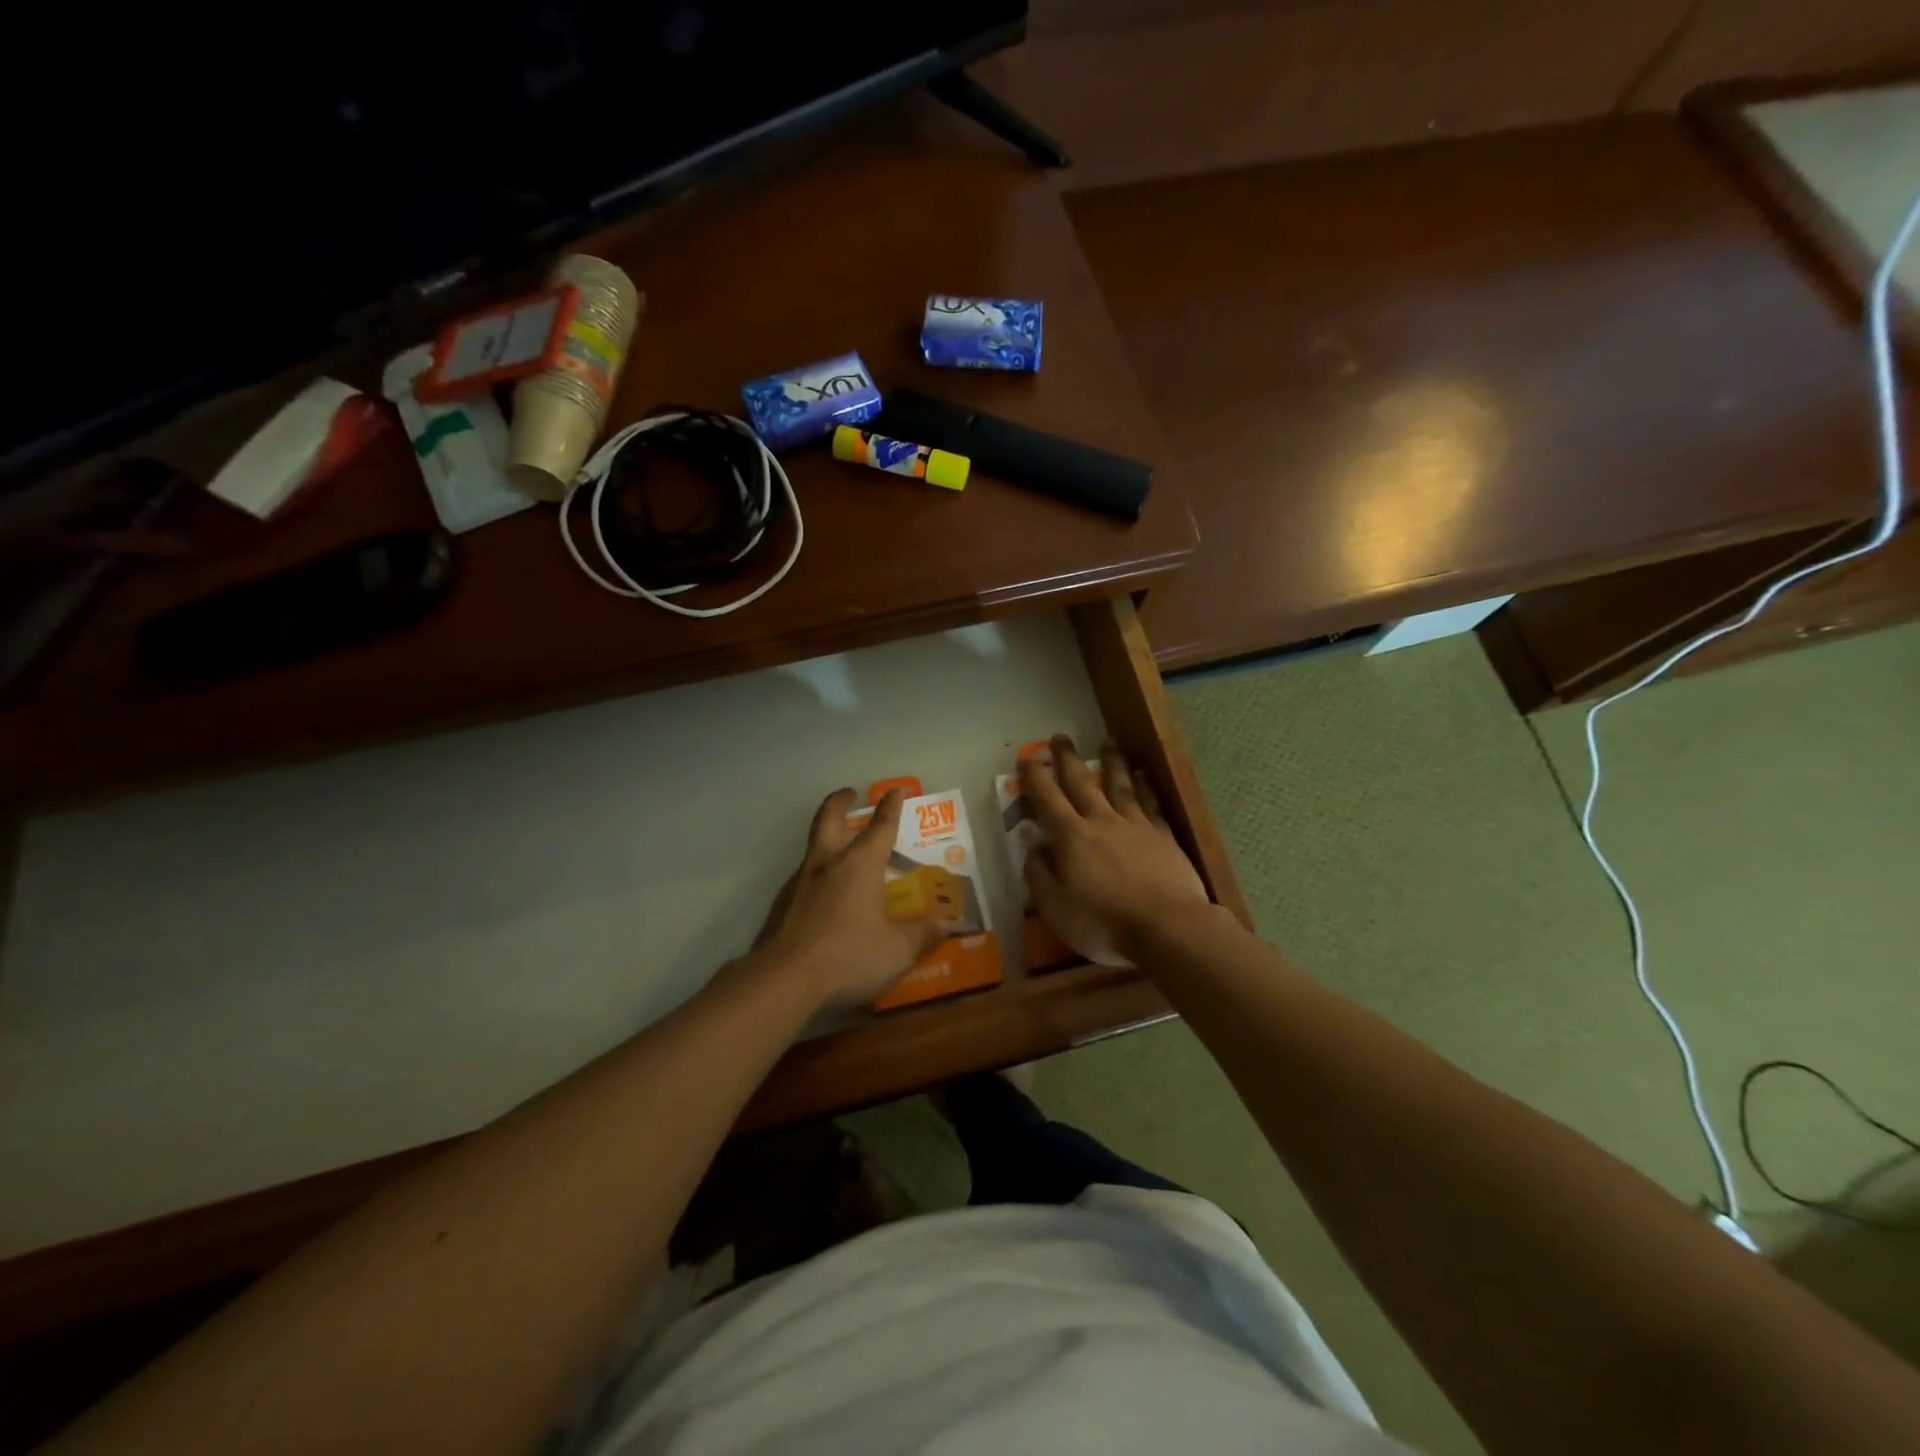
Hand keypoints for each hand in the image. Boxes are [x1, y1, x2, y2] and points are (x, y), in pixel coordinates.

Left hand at [755, 788, 952, 1009]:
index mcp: (860, 865)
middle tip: (849, 793)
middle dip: (840, 802)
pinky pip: (802, 880)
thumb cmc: (849, 955)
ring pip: (813, 848)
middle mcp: (828, 864)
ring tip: (839, 850)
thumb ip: (923, 934)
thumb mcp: (897, 950)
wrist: (783, 979)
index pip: (881, 826)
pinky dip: (816, 878)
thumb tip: (947, 924)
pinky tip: (823, 898)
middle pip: (829, 819)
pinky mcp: (781, 905)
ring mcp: (799, 882)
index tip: (896, 790)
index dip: (891, 806)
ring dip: (826, 839)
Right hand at [1024, 736, 1212, 965]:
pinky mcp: (1163, 836)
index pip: (1047, 799)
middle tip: (1060, 738)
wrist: (1168, 928)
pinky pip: (1151, 803)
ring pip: (1120, 785)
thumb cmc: (1104, 923)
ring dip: (1111, 762)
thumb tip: (1033, 848)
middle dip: (1067, 759)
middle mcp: (1102, 821)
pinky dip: (1145, 786)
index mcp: (1071, 837)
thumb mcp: (1056, 908)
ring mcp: (1136, 825)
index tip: (1026, 759)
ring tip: (1107, 742)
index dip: (1034, 778)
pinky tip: (1143, 775)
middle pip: (1082, 783)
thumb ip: (1040, 875)